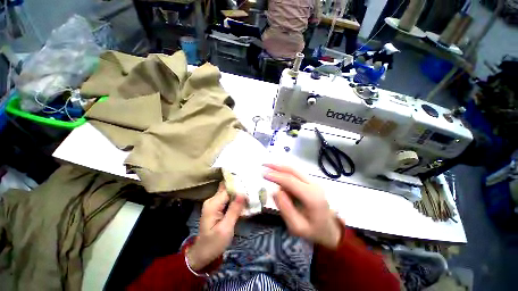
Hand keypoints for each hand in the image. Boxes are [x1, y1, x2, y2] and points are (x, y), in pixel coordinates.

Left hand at [186, 183, 245, 270]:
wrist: (202, 254)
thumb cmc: (214, 243)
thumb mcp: (226, 228)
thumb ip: (234, 210)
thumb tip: (243, 193)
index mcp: (213, 204)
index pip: (228, 190)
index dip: (239, 188)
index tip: (250, 189)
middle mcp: (212, 200)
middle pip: (227, 189)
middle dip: (239, 188)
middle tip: (251, 190)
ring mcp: (213, 203)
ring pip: (228, 193)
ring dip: (238, 194)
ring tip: (250, 194)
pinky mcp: (216, 207)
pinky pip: (227, 199)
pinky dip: (235, 199)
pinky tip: (243, 201)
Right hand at [263, 164, 341, 248]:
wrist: (331, 230)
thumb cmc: (314, 231)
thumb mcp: (297, 227)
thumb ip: (285, 209)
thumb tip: (275, 191)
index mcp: (311, 197)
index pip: (290, 181)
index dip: (276, 176)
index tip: (263, 174)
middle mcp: (314, 185)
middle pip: (293, 171)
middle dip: (277, 166)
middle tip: (264, 165)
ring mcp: (314, 182)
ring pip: (294, 170)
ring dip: (280, 168)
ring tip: (268, 167)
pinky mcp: (311, 182)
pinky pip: (296, 174)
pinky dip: (285, 172)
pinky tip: (277, 173)